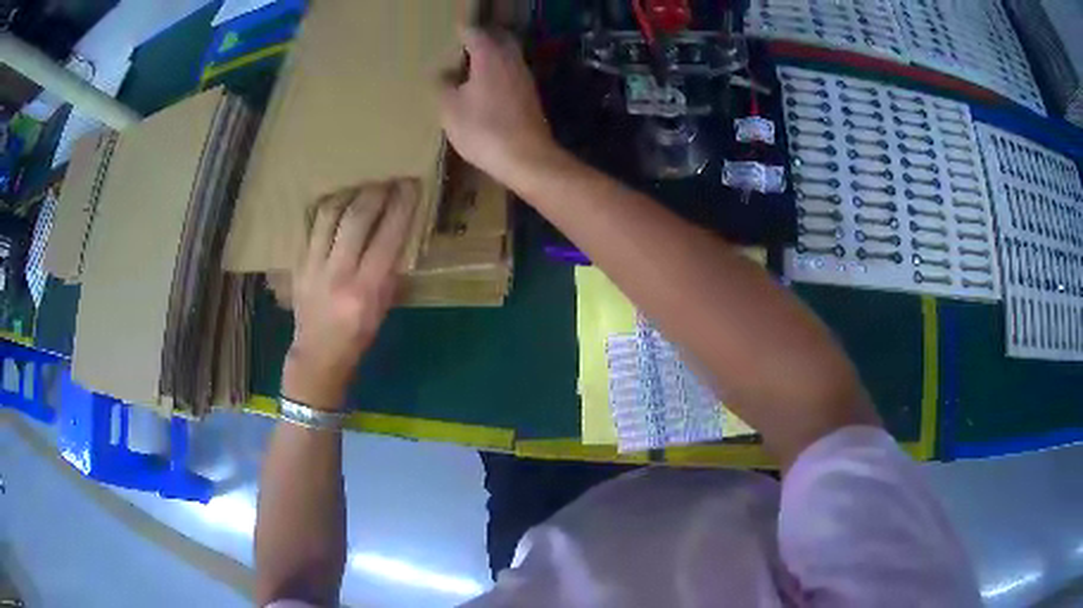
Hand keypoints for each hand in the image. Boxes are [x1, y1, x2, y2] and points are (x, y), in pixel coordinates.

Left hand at [282, 182, 416, 411]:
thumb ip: (389, 270)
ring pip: (329, 215)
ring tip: (361, 186)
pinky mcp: (298, 263)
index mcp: (365, 289)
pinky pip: (312, 225)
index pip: (387, 237)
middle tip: (388, 180)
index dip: (401, 207)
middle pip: (357, 218)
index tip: (411, 185)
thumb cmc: (358, 335)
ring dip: (349, 194)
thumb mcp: (383, 307)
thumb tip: (397, 233)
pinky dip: (327, 209)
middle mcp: (338, 273)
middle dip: (376, 192)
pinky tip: (337, 202)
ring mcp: (313, 266)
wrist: (317, 354)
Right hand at [439, 28, 554, 183]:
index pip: (475, 34)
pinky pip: (512, 74)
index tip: (451, 34)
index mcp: (490, 56)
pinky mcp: (530, 96)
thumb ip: (443, 86)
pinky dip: (499, 73)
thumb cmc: (483, 129)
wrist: (526, 157)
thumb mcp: (450, 109)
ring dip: (492, 57)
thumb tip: (442, 73)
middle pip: (498, 40)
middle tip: (463, 46)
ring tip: (471, 66)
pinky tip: (487, 87)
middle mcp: (511, 60)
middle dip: (482, 40)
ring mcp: (524, 78)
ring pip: (507, 57)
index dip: (462, 32)